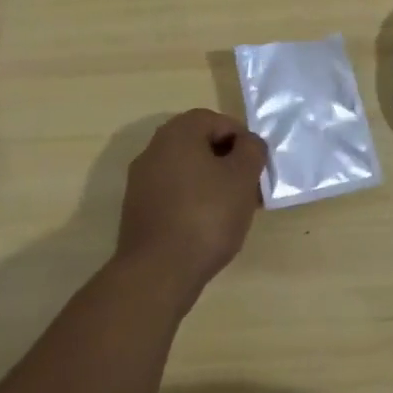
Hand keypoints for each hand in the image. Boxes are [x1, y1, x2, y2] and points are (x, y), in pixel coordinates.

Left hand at [115, 110, 266, 306]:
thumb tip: (248, 143)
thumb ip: (252, 149)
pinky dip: (192, 201)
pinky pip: (172, 193)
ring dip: (211, 182)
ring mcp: (141, 181)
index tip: (255, 166)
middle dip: (226, 161)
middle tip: (246, 186)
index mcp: (178, 133)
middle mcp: (154, 149)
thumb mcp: (243, 177)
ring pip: (186, 170)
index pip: (216, 120)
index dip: (241, 139)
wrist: (158, 273)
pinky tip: (206, 226)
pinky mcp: (137, 210)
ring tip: (231, 210)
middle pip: (199, 144)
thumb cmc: (206, 215)